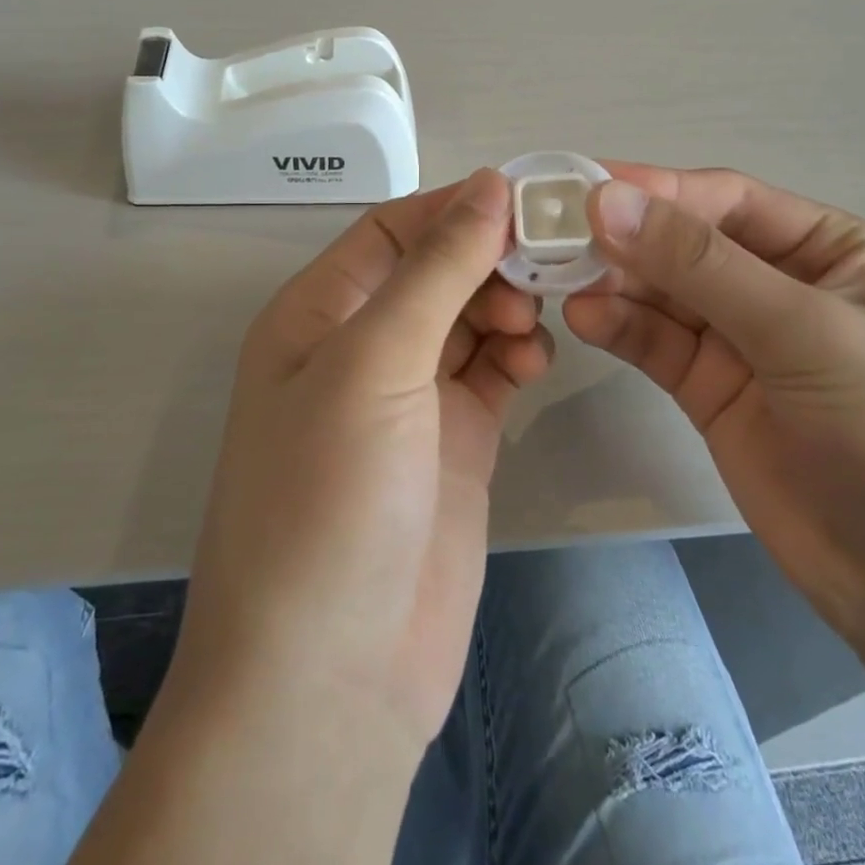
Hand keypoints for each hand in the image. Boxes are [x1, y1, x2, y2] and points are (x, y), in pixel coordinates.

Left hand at [173, 169, 549, 749]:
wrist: (331, 680)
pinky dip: (517, 354)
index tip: (527, 200)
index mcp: (319, 313)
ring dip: (507, 305)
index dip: (455, 208)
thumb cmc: (329, 499)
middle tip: (545, 266)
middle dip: (489, 259)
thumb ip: (435, 270)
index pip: (393, 229)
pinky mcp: (454, 442)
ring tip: (534, 323)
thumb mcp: (374, 365)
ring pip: (469, 317)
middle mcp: (361, 346)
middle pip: (435, 270)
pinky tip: (535, 361)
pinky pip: (491, 371)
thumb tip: (488, 185)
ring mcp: (410, 397)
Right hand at [563, 165, 864, 653]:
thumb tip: (606, 201)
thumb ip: (701, 266)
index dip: (656, 191)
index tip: (584, 188)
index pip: (726, 202)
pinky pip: (656, 343)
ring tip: (555, 277)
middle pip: (684, 243)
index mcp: (827, 249)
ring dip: (612, 281)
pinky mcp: (710, 390)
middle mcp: (779, 283)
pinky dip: (619, 327)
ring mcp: (741, 339)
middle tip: (551, 232)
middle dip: (624, 237)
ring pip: (661, 292)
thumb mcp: (806, 333)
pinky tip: (583, 319)